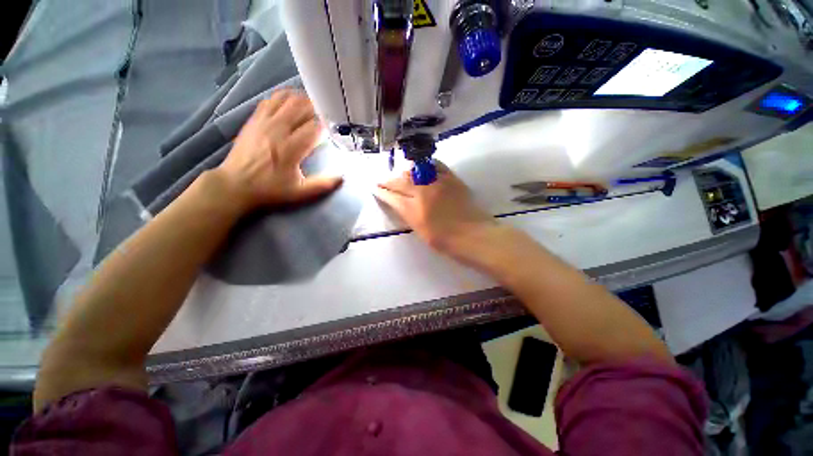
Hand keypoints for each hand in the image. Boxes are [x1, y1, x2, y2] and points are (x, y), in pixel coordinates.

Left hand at [217, 90, 342, 211]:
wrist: (235, 185)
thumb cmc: (270, 189)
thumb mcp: (300, 192)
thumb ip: (322, 184)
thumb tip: (342, 178)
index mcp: (291, 149)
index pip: (314, 128)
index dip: (326, 126)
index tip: (334, 128)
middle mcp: (278, 130)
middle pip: (301, 108)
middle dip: (316, 109)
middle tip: (325, 115)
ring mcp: (264, 122)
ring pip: (286, 100)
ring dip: (301, 100)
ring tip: (311, 106)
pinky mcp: (254, 120)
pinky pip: (270, 100)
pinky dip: (283, 98)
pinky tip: (290, 102)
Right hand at [374, 161, 498, 258]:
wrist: (474, 236)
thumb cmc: (446, 242)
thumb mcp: (421, 232)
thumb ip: (409, 215)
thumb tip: (402, 204)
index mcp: (413, 211)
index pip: (392, 197)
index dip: (382, 192)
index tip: (376, 188)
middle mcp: (423, 193)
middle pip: (400, 182)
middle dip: (387, 181)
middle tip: (382, 180)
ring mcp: (438, 183)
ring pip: (414, 172)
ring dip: (403, 173)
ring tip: (399, 175)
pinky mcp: (451, 179)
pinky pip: (435, 166)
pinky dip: (425, 165)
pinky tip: (421, 167)